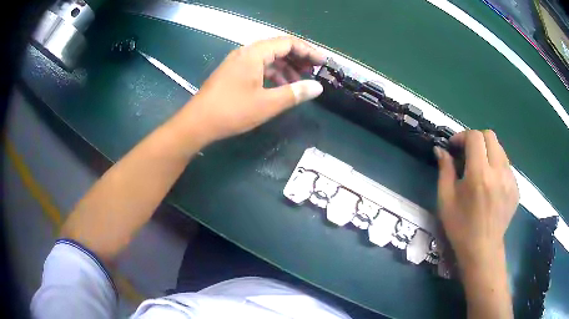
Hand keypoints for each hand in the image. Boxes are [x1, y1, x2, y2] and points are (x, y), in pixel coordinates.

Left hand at [179, 36, 325, 144]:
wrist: (197, 123)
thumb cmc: (232, 111)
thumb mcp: (267, 104)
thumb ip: (295, 93)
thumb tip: (317, 87)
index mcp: (254, 53)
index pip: (287, 43)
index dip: (308, 51)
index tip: (322, 61)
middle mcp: (246, 52)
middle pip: (278, 48)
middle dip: (298, 59)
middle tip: (313, 72)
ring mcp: (238, 62)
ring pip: (268, 58)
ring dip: (286, 68)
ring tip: (299, 83)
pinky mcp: (233, 72)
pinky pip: (258, 67)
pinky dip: (272, 74)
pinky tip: (280, 87)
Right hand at [434, 130, 518, 269]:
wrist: (483, 251)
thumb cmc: (461, 228)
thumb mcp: (446, 200)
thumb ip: (444, 170)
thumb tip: (441, 149)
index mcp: (479, 175)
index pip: (475, 137)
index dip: (462, 136)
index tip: (454, 147)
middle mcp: (498, 172)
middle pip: (490, 136)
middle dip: (476, 139)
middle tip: (467, 153)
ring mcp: (510, 180)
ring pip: (500, 149)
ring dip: (488, 151)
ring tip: (480, 169)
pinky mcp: (516, 188)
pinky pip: (507, 165)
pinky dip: (497, 166)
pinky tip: (490, 183)